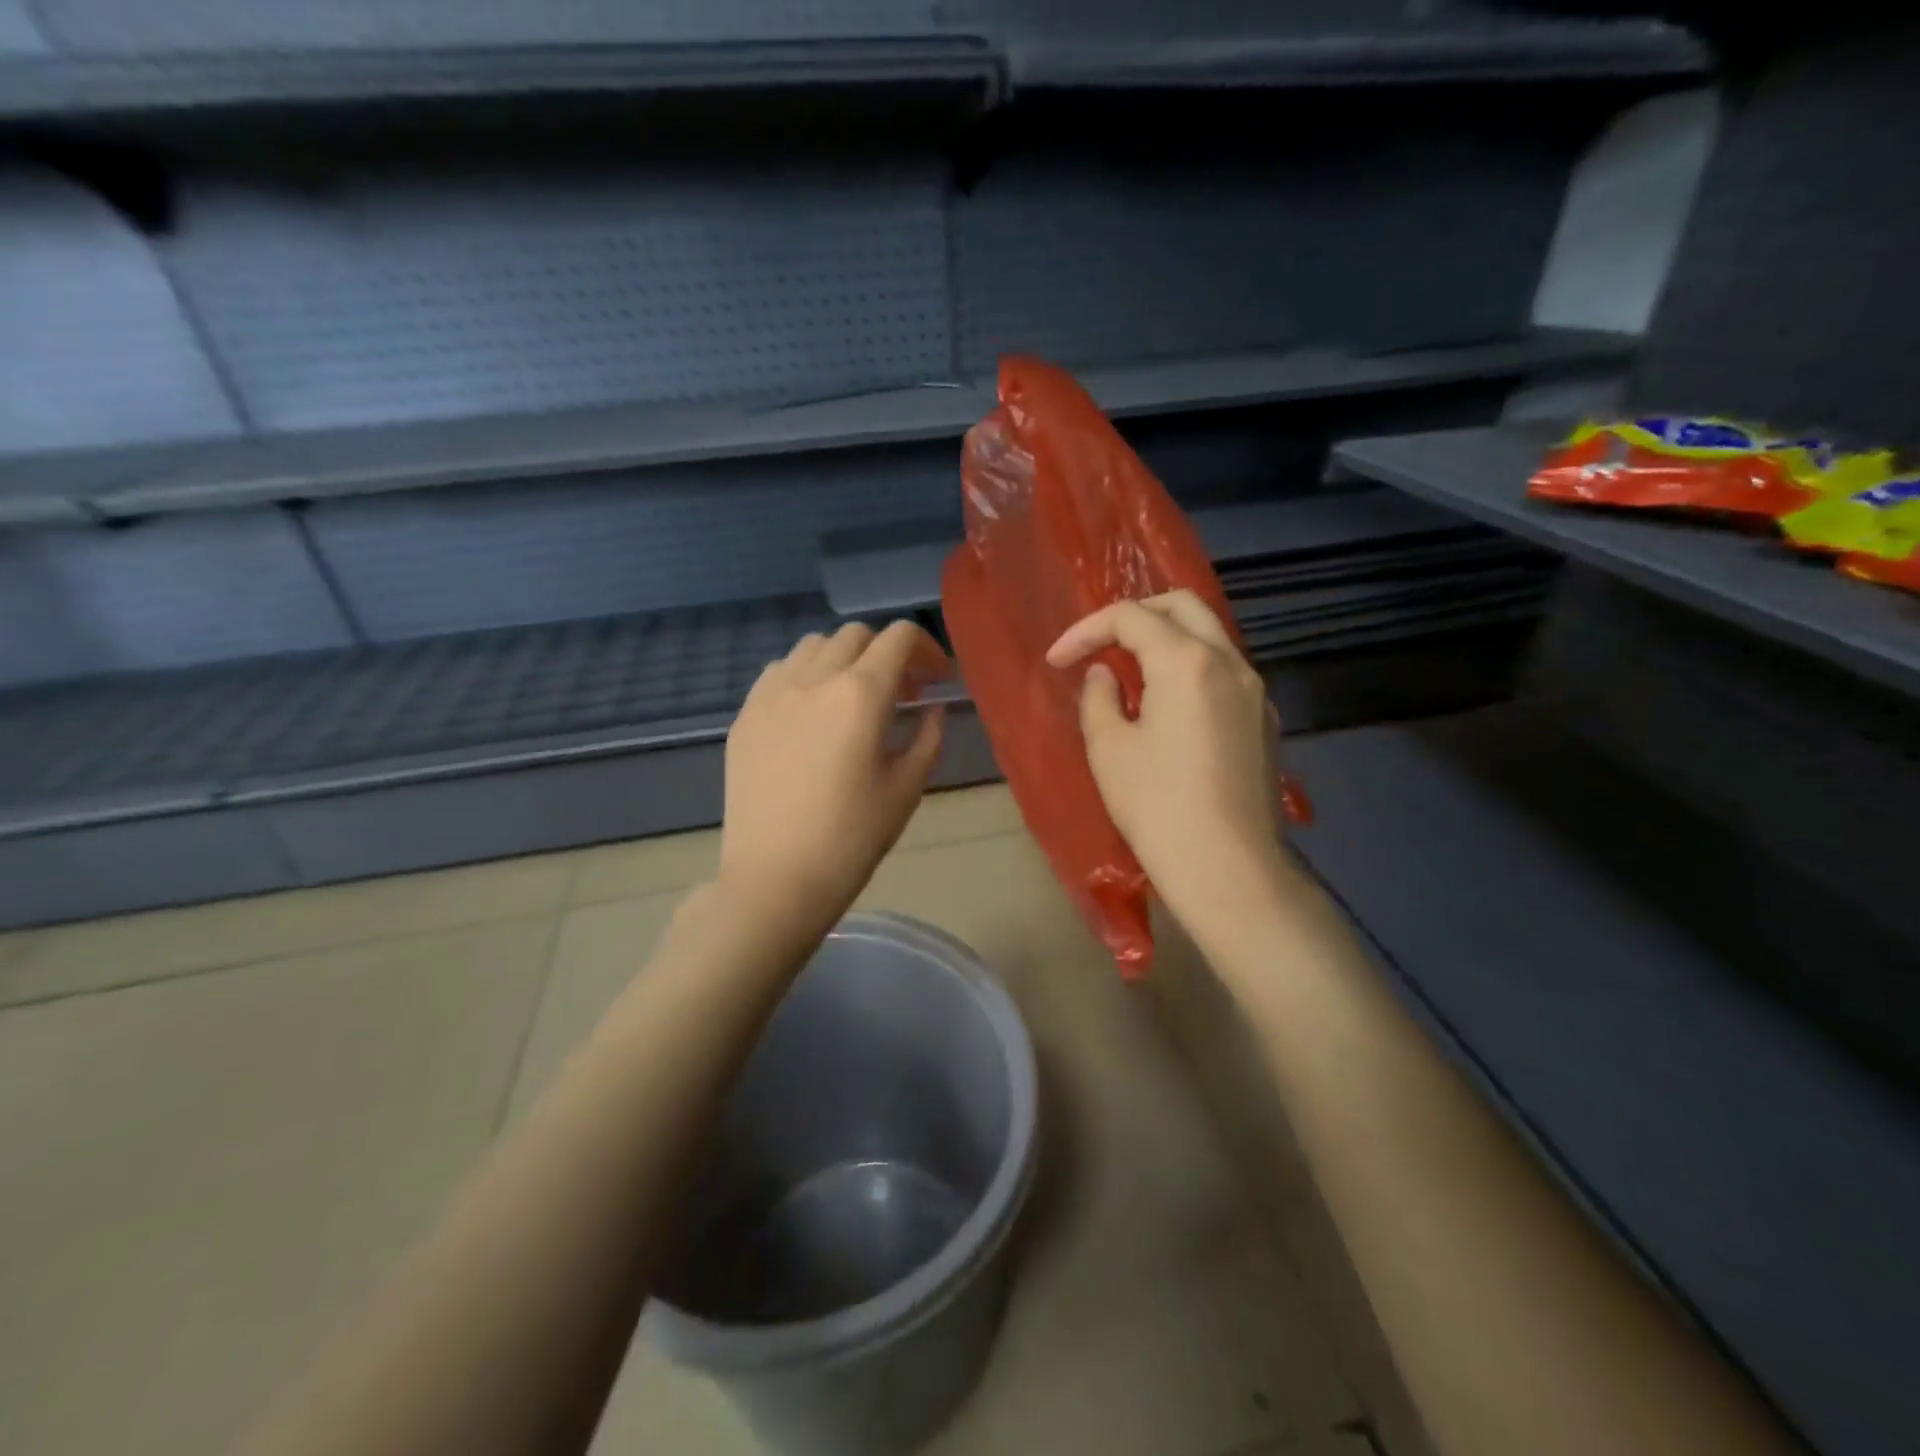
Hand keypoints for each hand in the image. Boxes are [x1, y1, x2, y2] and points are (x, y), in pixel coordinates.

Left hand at [718, 620, 949, 934]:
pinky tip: (812, 712)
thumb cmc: (850, 839)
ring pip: (814, 646)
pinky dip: (806, 675)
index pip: (899, 638)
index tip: (938, 678)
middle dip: (888, 652)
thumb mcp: (905, 789)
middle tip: (904, 691)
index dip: (926, 648)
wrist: (774, 879)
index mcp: (860, 694)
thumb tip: (933, 710)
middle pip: (856, 635)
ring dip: (845, 658)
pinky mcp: (746, 715)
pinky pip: (779, 671)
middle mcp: (814, 678)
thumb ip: (927, 738)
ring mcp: (772, 693)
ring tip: (855, 697)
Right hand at [1047, 590, 1295, 933]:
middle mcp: (1229, 661)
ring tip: (1130, 673)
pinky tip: (1168, 706)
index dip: (1085, 631)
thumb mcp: (1109, 750)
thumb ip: (1099, 697)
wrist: (1230, 869)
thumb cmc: (1158, 807)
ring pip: (1209, 635)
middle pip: (1181, 605)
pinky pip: (1224, 670)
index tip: (1057, 661)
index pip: (1130, 617)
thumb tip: (1105, 675)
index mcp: (1187, 661)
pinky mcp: (1264, 719)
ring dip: (1166, 639)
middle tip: (1099, 644)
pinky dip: (1190, 668)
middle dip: (1134, 615)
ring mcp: (1255, 690)